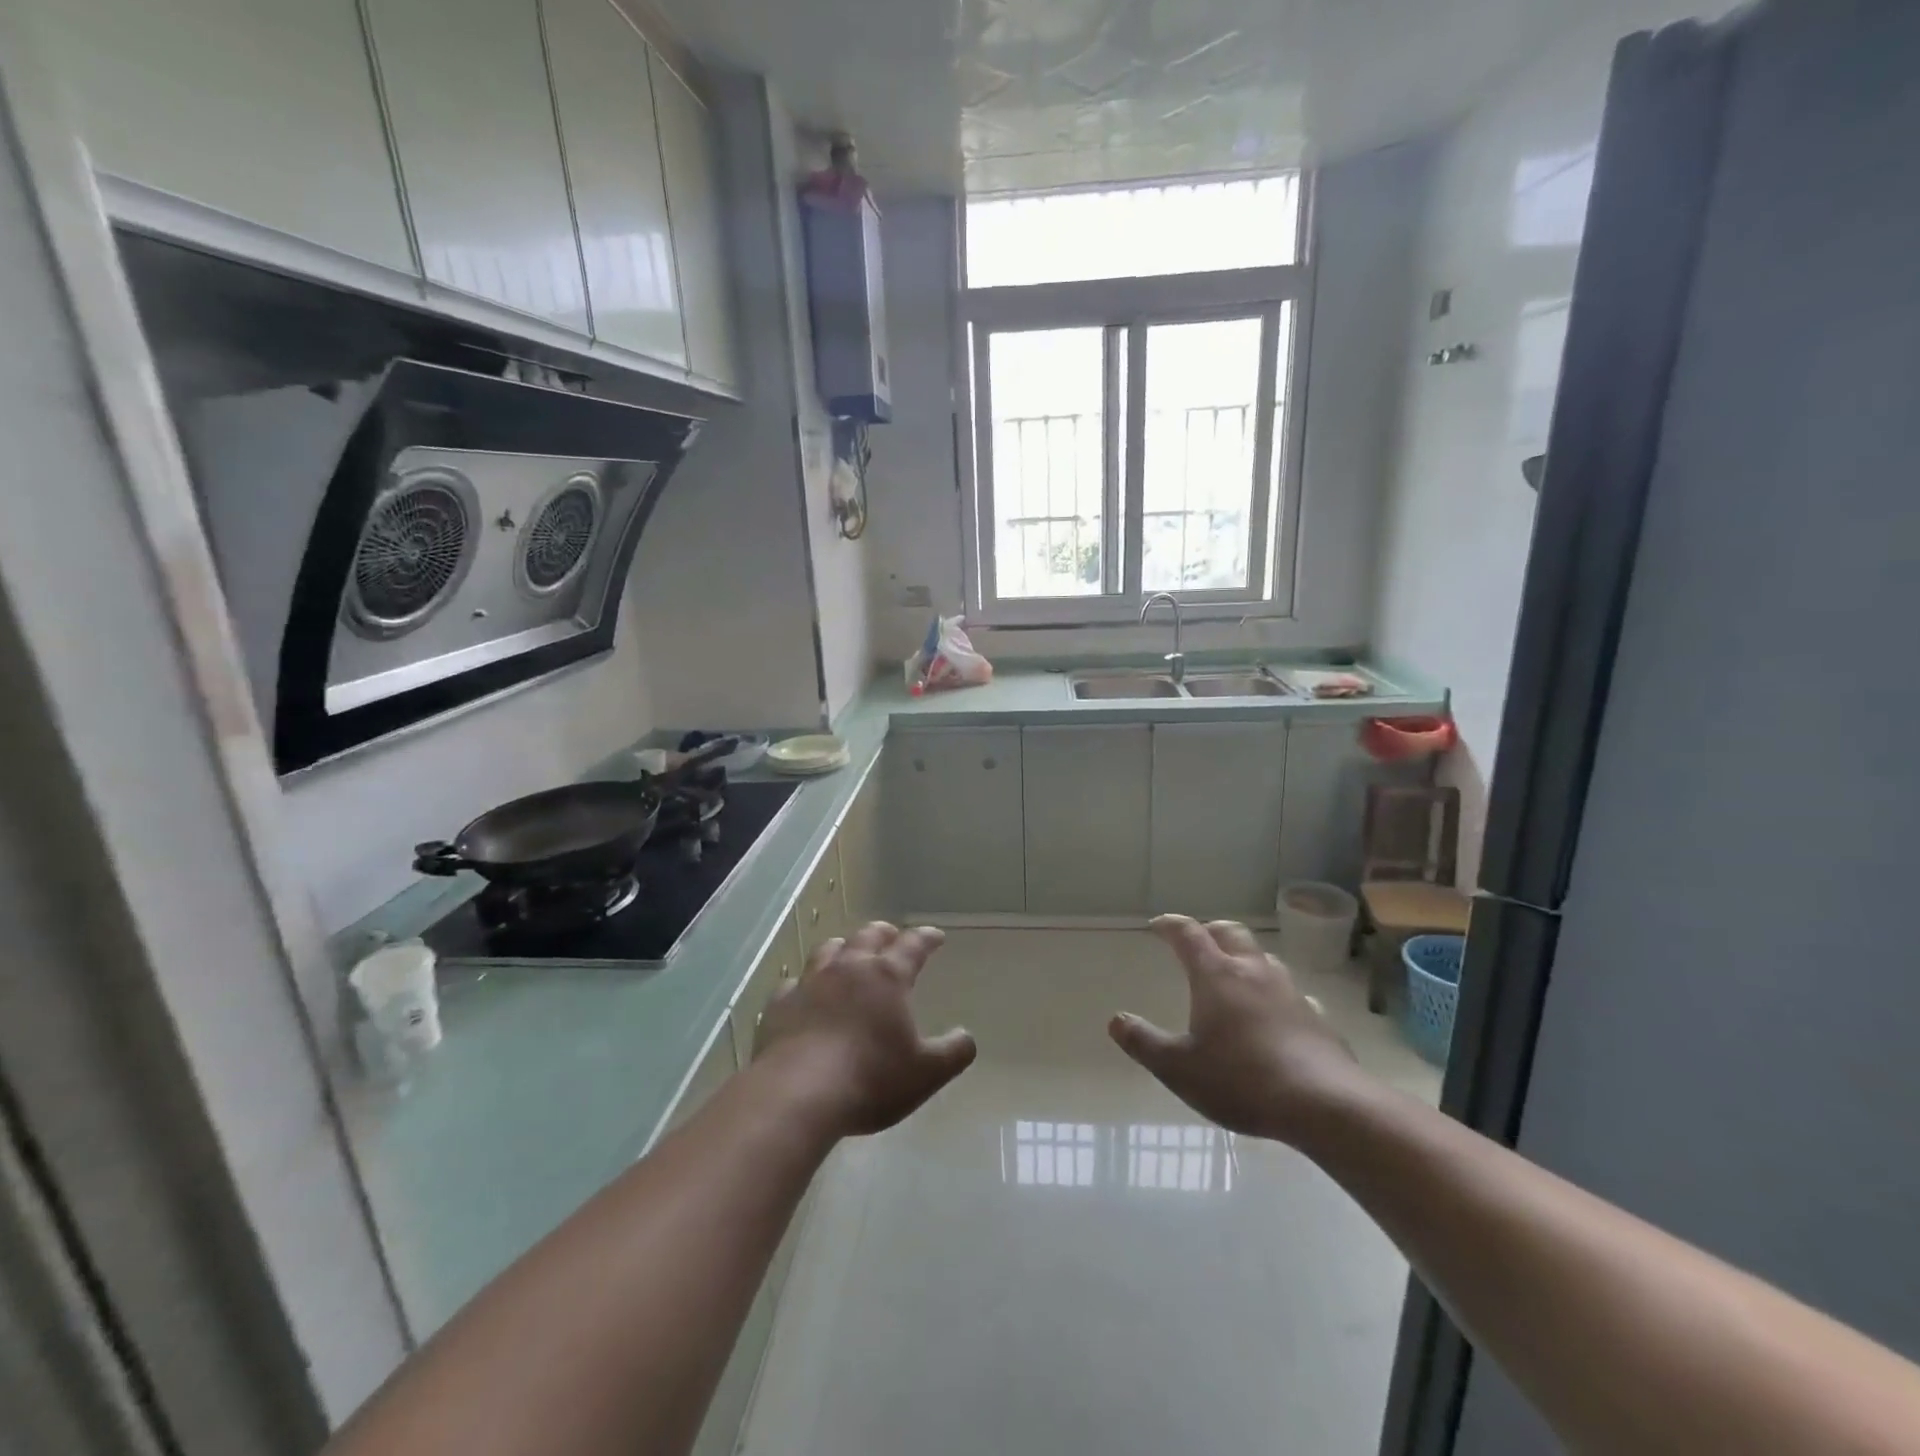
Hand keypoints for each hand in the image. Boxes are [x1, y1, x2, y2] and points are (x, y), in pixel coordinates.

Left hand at [754, 923, 976, 1137]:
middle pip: (868, 937)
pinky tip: (804, 993)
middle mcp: (849, 968)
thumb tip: (966, 1037)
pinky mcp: (779, 1005)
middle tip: (891, 935)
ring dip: (843, 948)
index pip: (913, 946)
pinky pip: (793, 983)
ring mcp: (810, 983)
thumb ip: (953, 1052)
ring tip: (848, 952)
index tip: (936, 936)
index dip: (926, 938)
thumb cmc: (870, 1079)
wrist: (797, 1094)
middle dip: (884, 933)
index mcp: (887, 977)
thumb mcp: (926, 1073)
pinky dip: (804, 984)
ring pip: (828, 951)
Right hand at [1109, 916, 1362, 1144]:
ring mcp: (1290, 992)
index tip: (1156, 926)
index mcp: (1216, 976)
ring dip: (1244, 958)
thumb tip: (1116, 1021)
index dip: (1170, 925)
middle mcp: (1253, 972)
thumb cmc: (1241, 1080)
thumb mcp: (1178, 1068)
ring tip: (1234, 975)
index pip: (1188, 934)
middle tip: (1197, 941)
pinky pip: (1292, 994)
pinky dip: (1275, 994)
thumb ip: (1144, 1042)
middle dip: (1210, 931)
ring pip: (1264, 959)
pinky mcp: (1317, 1018)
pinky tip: (1276, 1015)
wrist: (1324, 1104)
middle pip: (1230, 933)